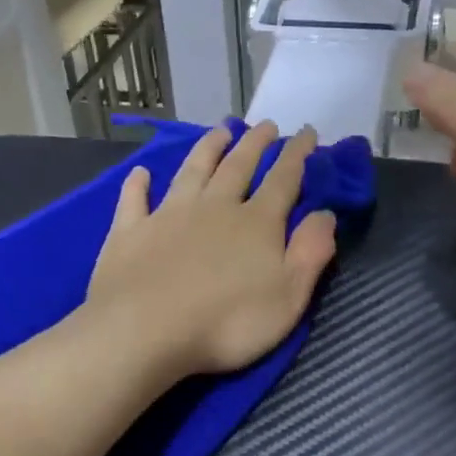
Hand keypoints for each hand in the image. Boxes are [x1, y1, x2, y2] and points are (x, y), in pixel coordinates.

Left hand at [86, 122, 338, 377]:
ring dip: (208, 148)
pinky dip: (138, 184)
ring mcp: (168, 215)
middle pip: (238, 166)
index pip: (283, 180)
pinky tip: (140, 173)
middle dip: (255, 144)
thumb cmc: (226, 323)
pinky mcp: (130, 231)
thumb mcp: (288, 296)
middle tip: (265, 125)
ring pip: (192, 171)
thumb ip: (310, 253)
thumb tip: (325, 213)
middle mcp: (214, 207)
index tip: (307, 132)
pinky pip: (135, 200)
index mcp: (255, 223)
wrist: (145, 331)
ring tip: (220, 131)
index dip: (297, 155)